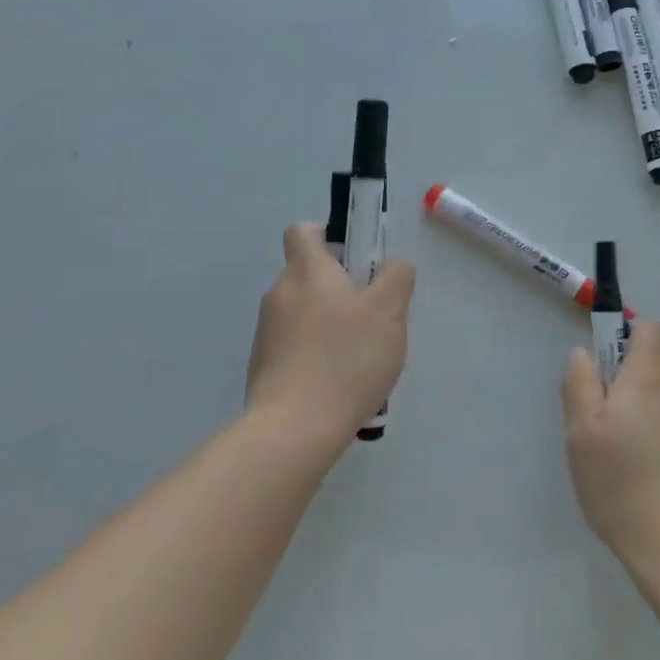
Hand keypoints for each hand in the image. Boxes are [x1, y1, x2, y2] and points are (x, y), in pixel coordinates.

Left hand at [245, 223, 414, 444]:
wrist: (294, 428)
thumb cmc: (346, 359)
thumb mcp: (389, 313)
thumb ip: (396, 278)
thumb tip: (393, 265)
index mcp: (307, 271)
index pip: (303, 231)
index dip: (328, 236)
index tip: (355, 260)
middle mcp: (279, 293)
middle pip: (309, 275)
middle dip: (340, 290)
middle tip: (373, 318)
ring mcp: (266, 332)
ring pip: (304, 313)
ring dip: (330, 325)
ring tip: (360, 359)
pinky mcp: (263, 365)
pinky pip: (295, 346)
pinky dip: (316, 354)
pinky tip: (339, 384)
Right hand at [561, 322, 659, 575]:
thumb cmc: (622, 484)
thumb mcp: (580, 433)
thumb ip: (580, 383)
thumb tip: (584, 353)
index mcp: (652, 377)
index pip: (652, 329)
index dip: (631, 339)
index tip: (611, 373)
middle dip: (637, 389)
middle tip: (612, 433)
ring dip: (658, 419)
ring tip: (638, 466)